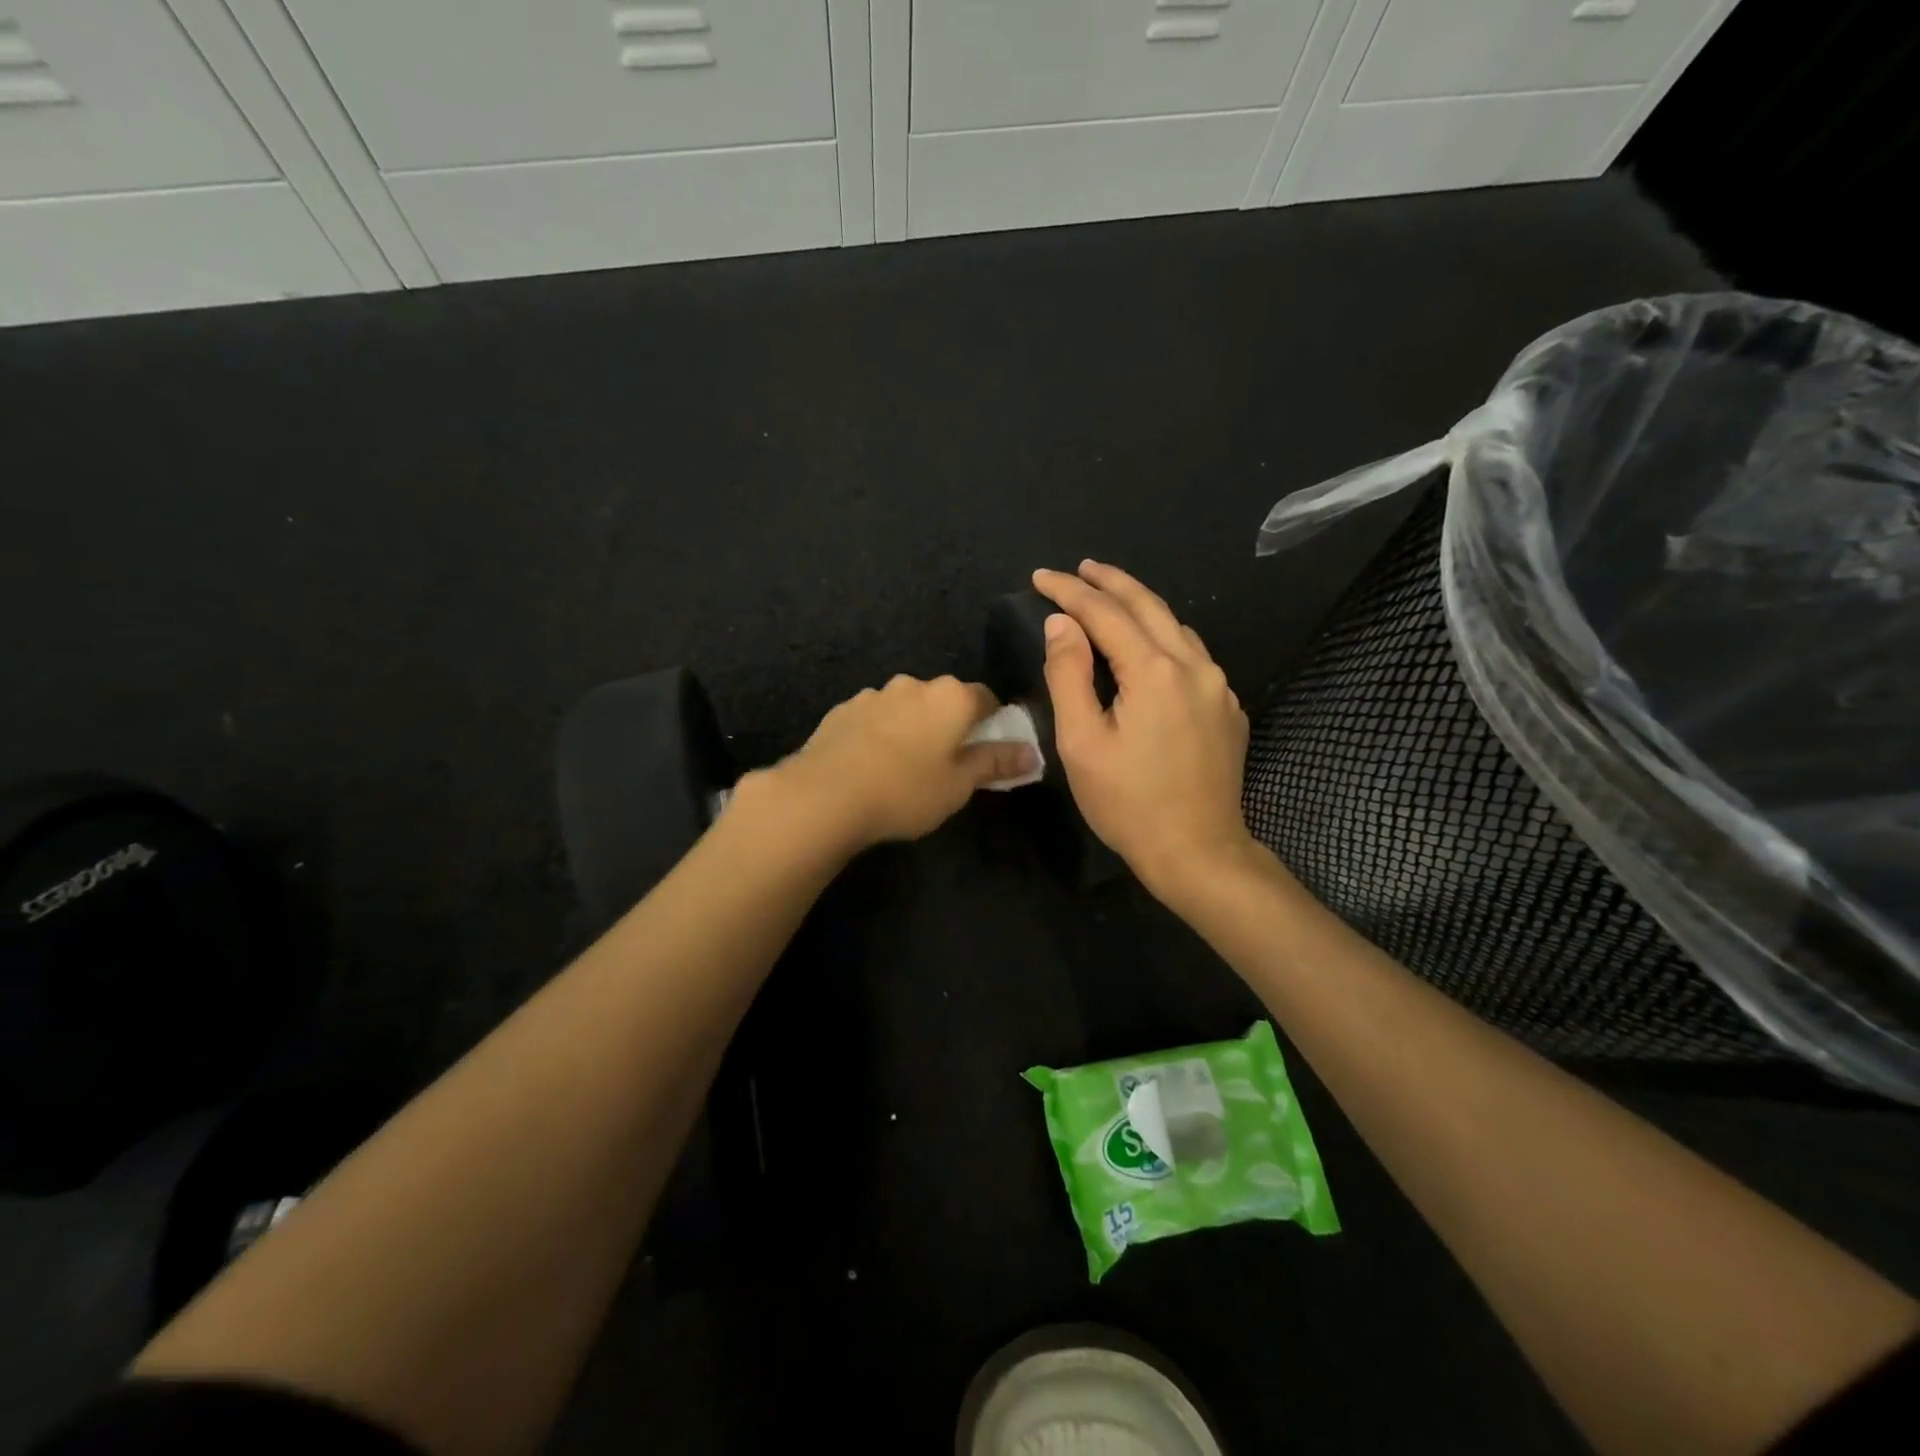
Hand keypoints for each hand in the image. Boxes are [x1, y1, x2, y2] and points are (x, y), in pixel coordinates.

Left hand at [771, 675, 1037, 850]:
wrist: (825, 794)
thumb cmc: (906, 791)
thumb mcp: (959, 785)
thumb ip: (996, 763)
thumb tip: (1032, 752)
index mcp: (952, 697)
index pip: (986, 698)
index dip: (992, 723)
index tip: (987, 750)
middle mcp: (915, 685)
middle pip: (944, 699)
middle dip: (950, 724)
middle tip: (946, 762)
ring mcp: (875, 694)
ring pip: (906, 706)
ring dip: (912, 726)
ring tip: (904, 765)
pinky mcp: (843, 709)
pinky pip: (874, 717)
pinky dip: (880, 732)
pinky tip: (871, 763)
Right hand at [1032, 561, 1256, 904]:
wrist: (1198, 851)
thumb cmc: (1128, 803)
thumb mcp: (1082, 742)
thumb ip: (1069, 676)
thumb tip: (1061, 624)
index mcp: (1154, 672)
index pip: (1105, 614)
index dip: (1070, 592)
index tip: (1040, 578)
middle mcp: (1194, 666)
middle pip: (1149, 606)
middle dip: (1110, 582)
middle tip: (1079, 568)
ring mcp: (1218, 687)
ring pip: (1176, 627)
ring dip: (1140, 606)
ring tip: (1109, 596)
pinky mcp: (1227, 709)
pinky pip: (1192, 655)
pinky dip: (1163, 636)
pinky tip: (1147, 646)